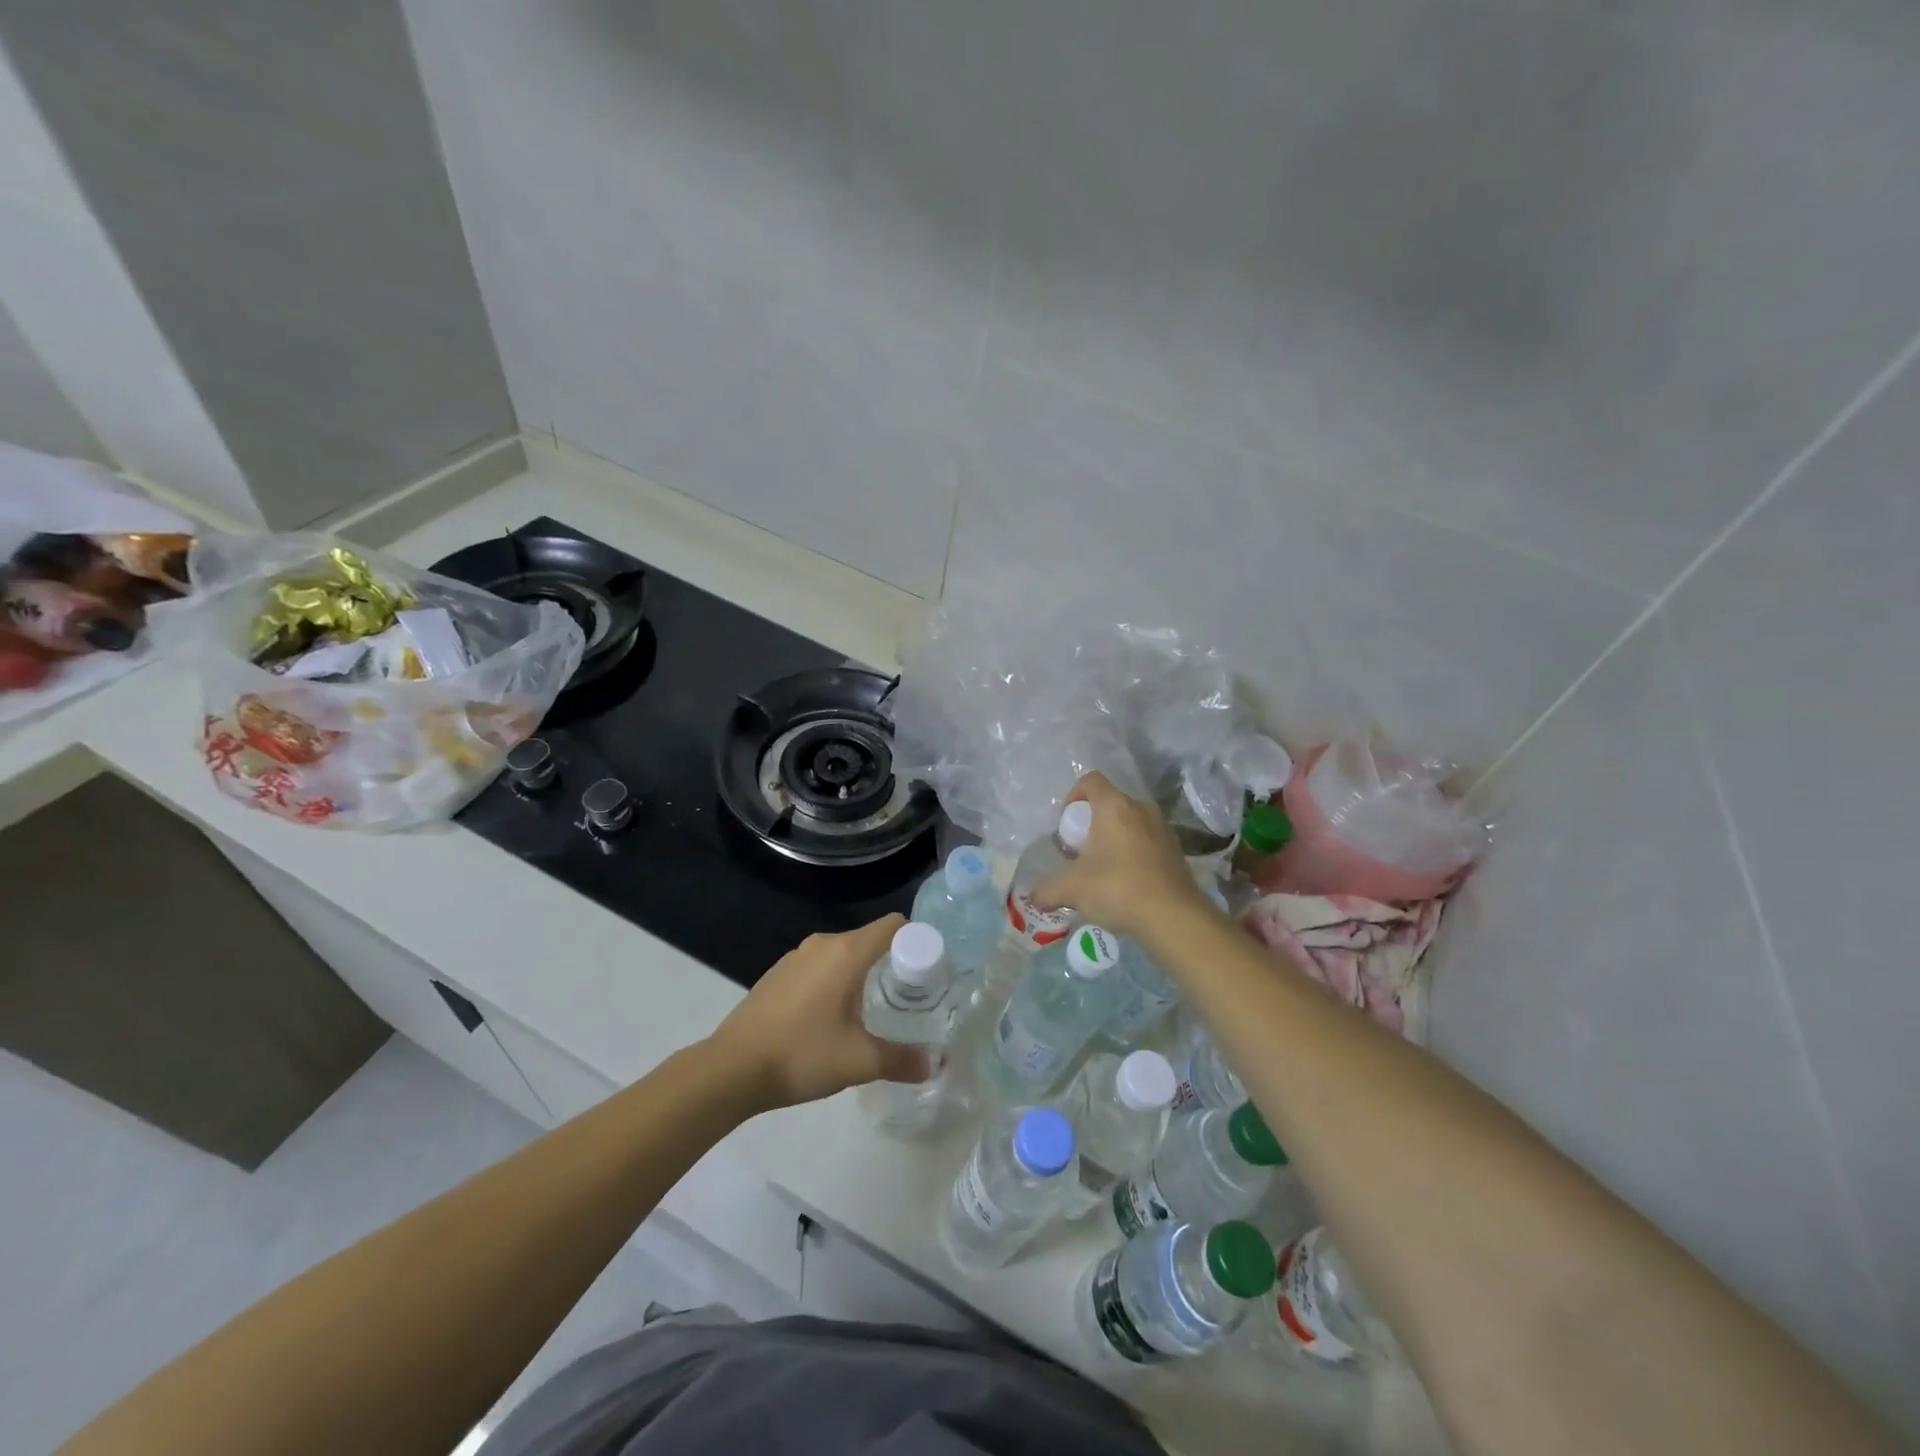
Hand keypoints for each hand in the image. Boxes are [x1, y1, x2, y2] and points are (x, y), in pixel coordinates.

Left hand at [706, 914, 929, 1111]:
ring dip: (861, 974)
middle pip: (869, 939)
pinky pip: (818, 967)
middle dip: (892, 963)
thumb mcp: (858, 1062)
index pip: (893, 926)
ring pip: (842, 954)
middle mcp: (822, 944)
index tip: (929, 970)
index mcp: (846, 952)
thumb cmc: (801, 1055)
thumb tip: (935, 1064)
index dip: (916, 941)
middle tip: (908, 997)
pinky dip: (834, 981)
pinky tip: (831, 1018)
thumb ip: (901, 1060)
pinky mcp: (777, 974)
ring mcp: (795, 957)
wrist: (730, 1069)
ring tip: (872, 1010)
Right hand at [1029, 771, 1209, 939]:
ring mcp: (1163, 828)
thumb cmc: (1117, 888)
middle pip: (1110, 803)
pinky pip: (1148, 841)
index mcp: (1114, 807)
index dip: (1073, 795)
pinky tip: (1127, 882)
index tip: (1066, 823)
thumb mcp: (1072, 890)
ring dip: (1115, 838)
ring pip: (1131, 822)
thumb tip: (1033, 897)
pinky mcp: (1177, 850)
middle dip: (1092, 822)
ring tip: (1103, 868)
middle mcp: (1140, 809)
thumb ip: (1047, 890)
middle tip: (1081, 850)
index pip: (1091, 780)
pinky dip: (1134, 853)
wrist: (1173, 917)